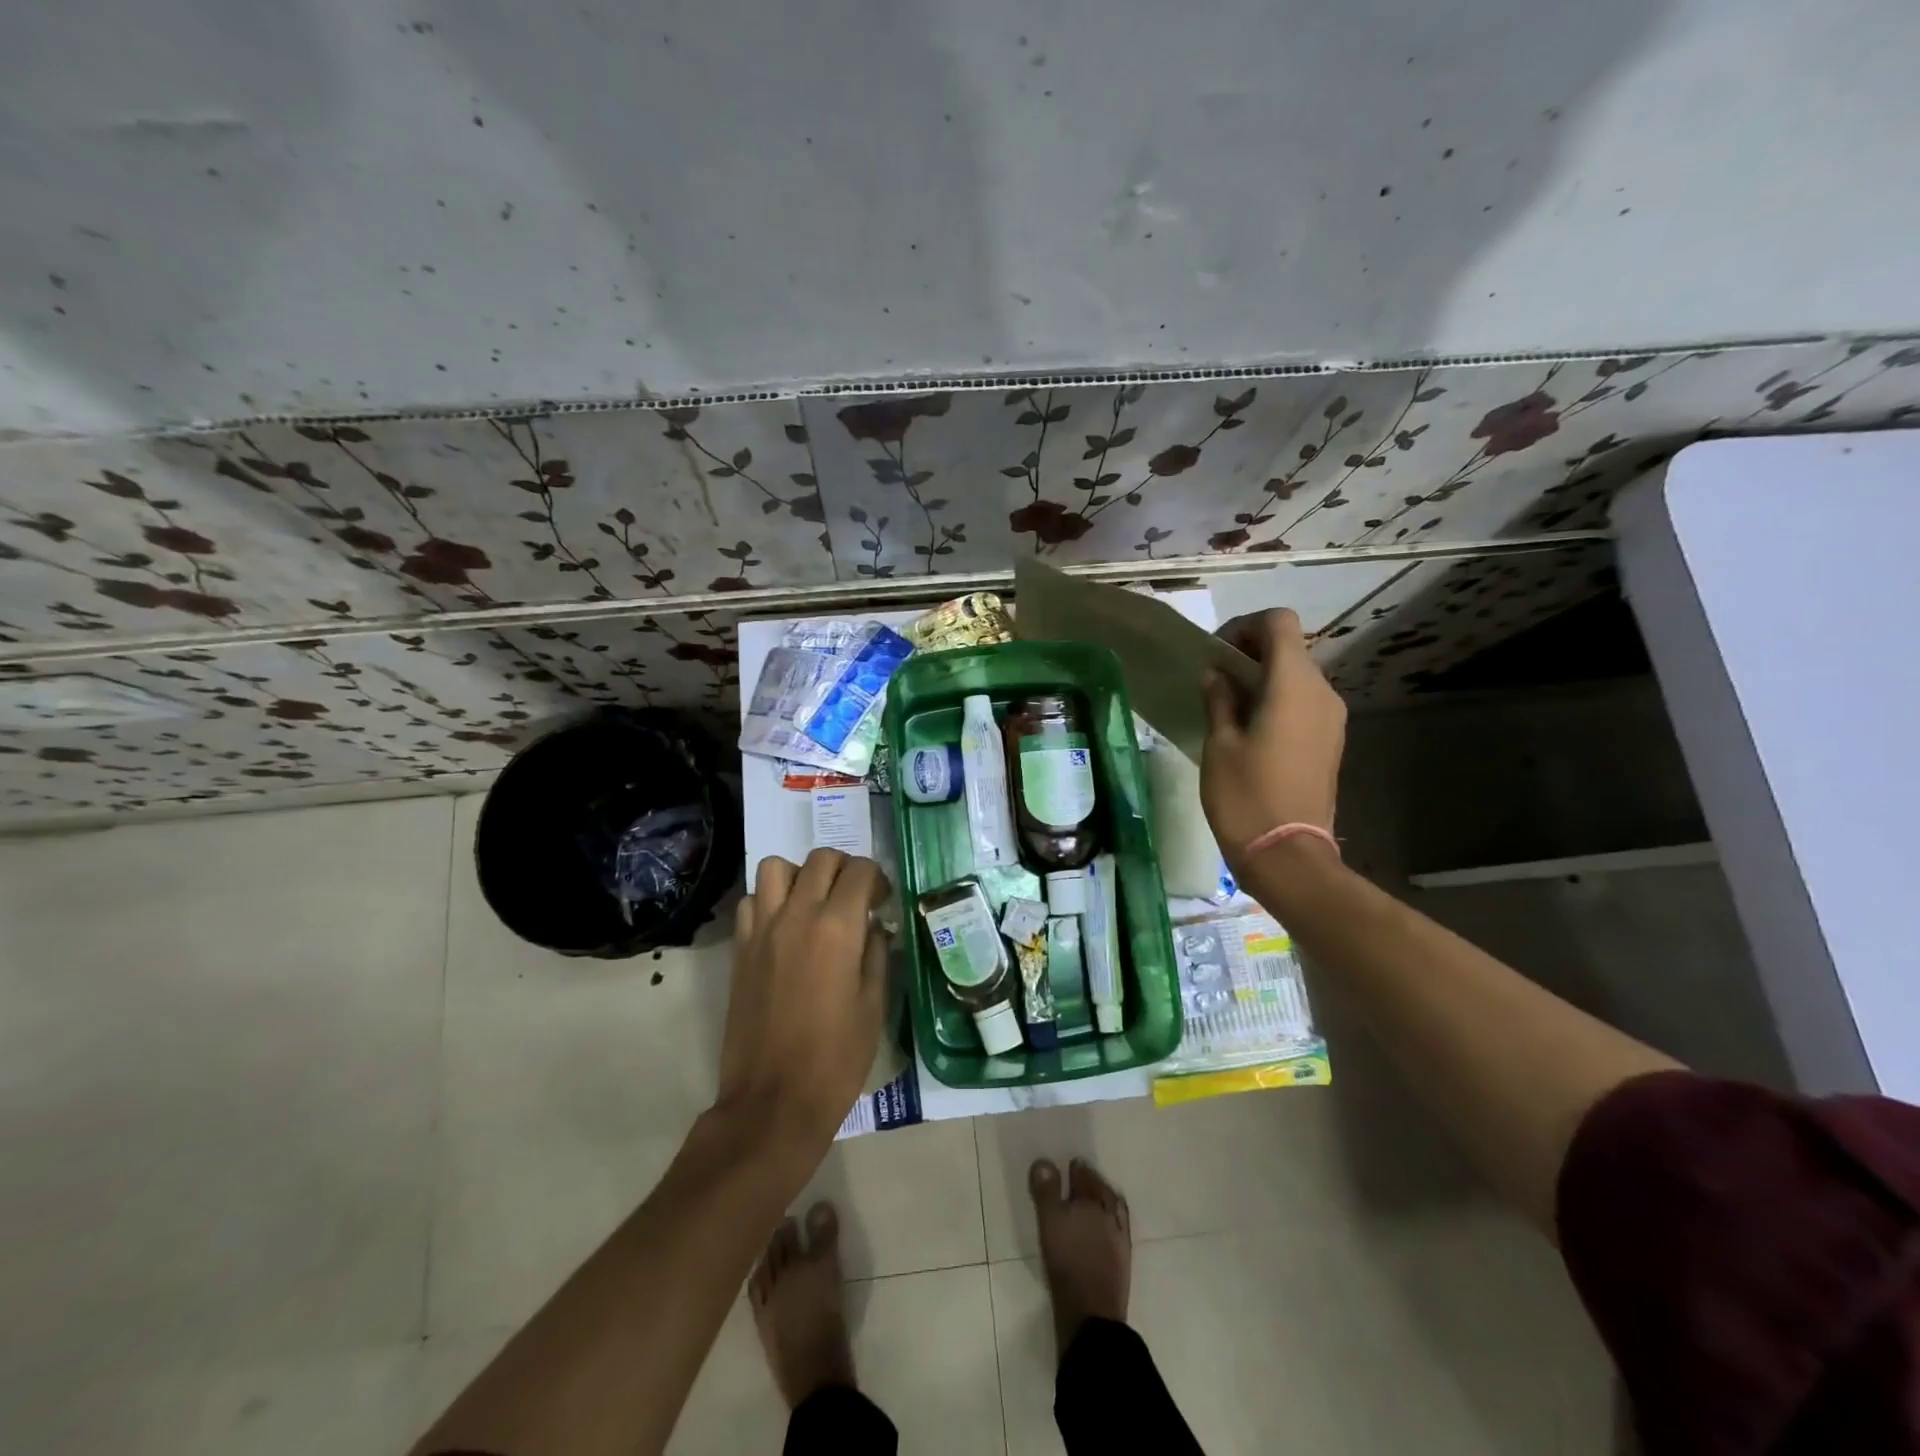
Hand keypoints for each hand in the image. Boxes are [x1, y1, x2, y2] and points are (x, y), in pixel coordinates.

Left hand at [714, 850, 890, 1155]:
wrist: (774, 1102)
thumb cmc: (836, 1059)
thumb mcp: (873, 1006)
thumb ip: (876, 954)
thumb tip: (874, 926)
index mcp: (837, 928)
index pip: (860, 871)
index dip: (877, 879)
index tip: (882, 902)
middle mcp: (797, 916)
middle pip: (820, 859)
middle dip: (844, 868)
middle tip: (854, 897)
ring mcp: (762, 930)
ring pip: (776, 868)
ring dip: (800, 875)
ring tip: (813, 902)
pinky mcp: (740, 949)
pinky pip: (750, 901)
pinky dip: (768, 900)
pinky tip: (783, 926)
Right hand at [1201, 608, 1346, 875]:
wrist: (1288, 855)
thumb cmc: (1246, 796)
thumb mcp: (1219, 744)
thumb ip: (1219, 699)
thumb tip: (1217, 674)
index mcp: (1294, 685)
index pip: (1279, 623)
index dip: (1245, 627)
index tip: (1216, 654)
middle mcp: (1322, 693)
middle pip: (1290, 648)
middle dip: (1251, 654)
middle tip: (1215, 681)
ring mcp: (1332, 718)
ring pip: (1298, 676)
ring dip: (1264, 679)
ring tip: (1229, 707)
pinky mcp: (1331, 741)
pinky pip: (1304, 703)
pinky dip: (1278, 701)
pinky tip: (1250, 730)